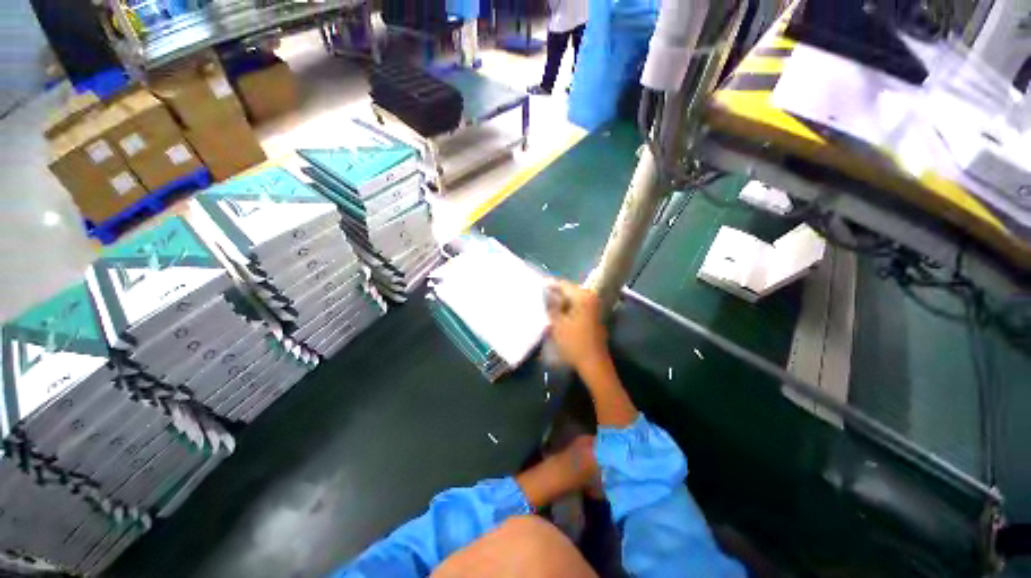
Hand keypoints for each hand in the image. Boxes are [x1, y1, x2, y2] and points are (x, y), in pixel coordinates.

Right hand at [545, 280, 608, 372]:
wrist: (593, 363)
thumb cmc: (574, 343)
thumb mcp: (557, 323)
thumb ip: (551, 305)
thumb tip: (545, 292)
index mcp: (583, 296)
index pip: (563, 284)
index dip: (549, 284)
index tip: (536, 285)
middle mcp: (591, 297)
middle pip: (569, 290)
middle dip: (554, 293)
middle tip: (539, 295)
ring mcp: (594, 307)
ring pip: (572, 299)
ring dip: (560, 301)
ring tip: (545, 304)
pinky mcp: (593, 316)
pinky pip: (577, 306)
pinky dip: (567, 308)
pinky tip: (556, 313)